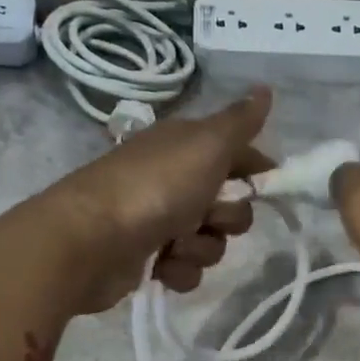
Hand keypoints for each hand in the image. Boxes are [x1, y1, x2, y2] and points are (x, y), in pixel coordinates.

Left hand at [43, 88, 273, 313]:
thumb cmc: (154, 188)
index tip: (268, 186)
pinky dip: (178, 271)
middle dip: (227, 219)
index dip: (256, 172)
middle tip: (207, 217)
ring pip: (210, 243)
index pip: (238, 155)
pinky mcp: (149, 259)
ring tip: (174, 245)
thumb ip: (240, 123)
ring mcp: (160, 222)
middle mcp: (174, 181)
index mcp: (186, 148)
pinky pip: (187, 270)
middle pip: (230, 207)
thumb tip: (265, 89)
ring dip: (200, 248)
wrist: (91, 241)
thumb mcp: (206, 146)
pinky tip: (160, 266)